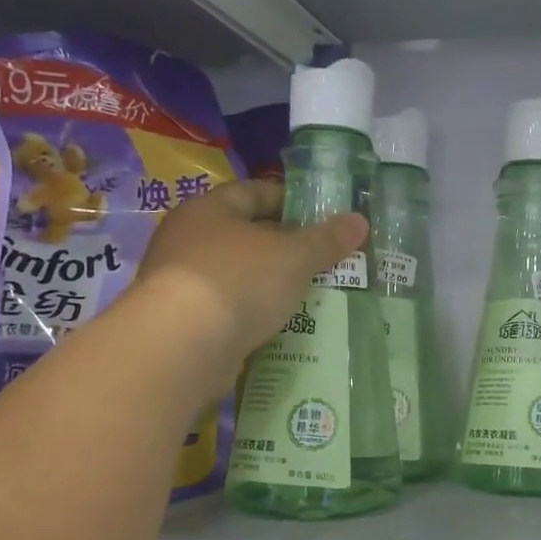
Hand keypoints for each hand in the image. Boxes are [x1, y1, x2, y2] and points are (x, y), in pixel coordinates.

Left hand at [135, 180, 366, 393]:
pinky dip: (253, 313)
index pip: (253, 192)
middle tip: (323, 257)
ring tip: (310, 292)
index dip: (290, 199)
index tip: (322, 215)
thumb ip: (326, 240)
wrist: (180, 348)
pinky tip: (281, 324)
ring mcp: (180, 282)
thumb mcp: (294, 257)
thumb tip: (360, 221)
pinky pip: (228, 309)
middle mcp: (187, 239)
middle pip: (244, 234)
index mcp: (209, 210)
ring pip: (237, 274)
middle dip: (284, 245)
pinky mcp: (182, 323)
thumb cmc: (239, 281)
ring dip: (269, 282)